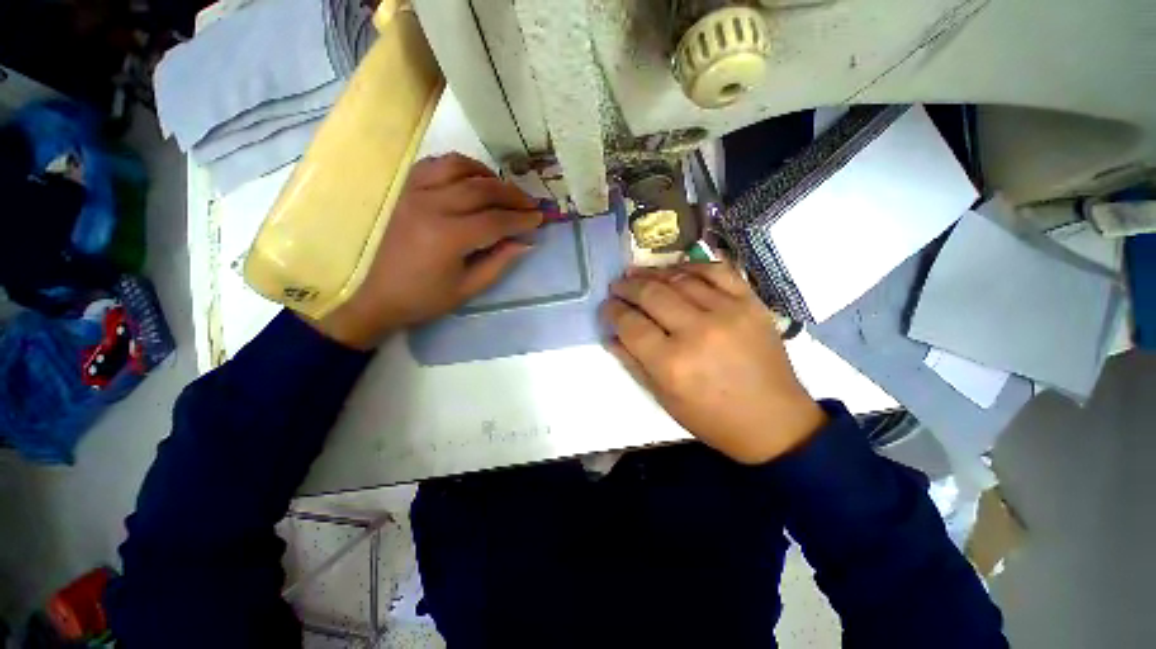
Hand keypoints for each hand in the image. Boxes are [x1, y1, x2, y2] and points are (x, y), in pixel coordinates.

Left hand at [313, 153, 542, 348]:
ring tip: (504, 190)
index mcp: (447, 237)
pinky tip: (472, 179)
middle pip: (482, 189)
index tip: (540, 218)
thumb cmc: (425, 298)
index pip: (496, 220)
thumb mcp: (469, 288)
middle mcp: (431, 206)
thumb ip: (500, 262)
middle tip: (531, 203)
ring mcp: (414, 192)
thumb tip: (526, 242)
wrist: (377, 296)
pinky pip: (435, 165)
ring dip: (488, 175)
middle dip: (512, 195)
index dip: (522, 219)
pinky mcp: (404, 189)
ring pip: (459, 167)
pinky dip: (460, 166)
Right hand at [602, 262, 825, 463]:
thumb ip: (633, 363)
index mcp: (671, 364)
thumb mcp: (664, 398)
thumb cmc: (711, 418)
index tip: (606, 306)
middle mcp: (697, 331)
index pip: (630, 324)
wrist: (773, 421)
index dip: (612, 311)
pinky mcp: (751, 303)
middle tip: (616, 286)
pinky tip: (676, 269)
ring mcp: (727, 312)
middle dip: (627, 288)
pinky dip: (692, 266)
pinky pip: (717, 271)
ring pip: (679, 279)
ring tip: (637, 273)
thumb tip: (611, 335)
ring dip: (652, 273)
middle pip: (651, 295)